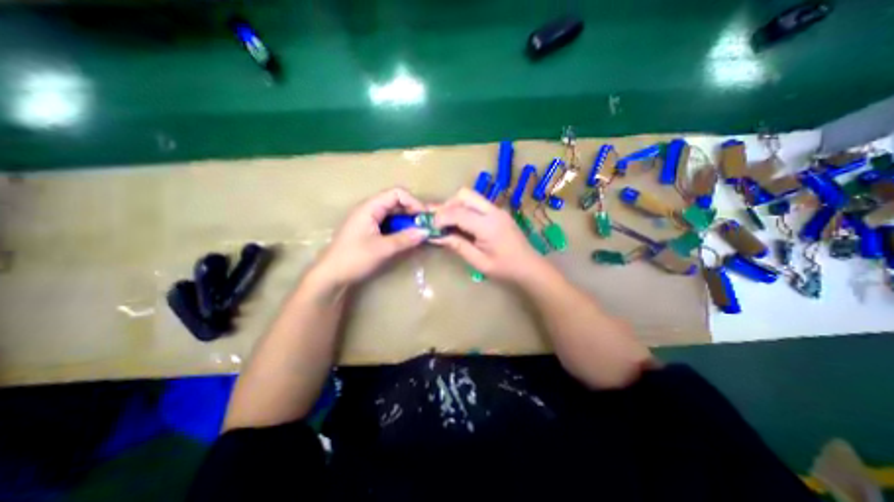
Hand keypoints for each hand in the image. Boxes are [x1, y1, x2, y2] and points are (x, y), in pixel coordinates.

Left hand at [312, 186, 427, 290]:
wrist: (330, 275)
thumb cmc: (354, 258)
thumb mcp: (383, 249)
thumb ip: (405, 238)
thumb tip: (426, 231)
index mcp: (370, 207)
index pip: (396, 193)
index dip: (413, 202)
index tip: (424, 217)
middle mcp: (369, 209)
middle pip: (395, 202)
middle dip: (412, 212)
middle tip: (425, 226)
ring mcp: (368, 220)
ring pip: (393, 214)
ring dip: (407, 221)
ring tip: (418, 233)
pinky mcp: (369, 231)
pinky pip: (388, 224)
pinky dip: (400, 228)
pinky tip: (406, 238)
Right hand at [431, 188, 545, 284]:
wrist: (530, 267)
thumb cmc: (505, 268)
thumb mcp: (479, 262)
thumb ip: (458, 246)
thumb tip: (436, 237)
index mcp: (488, 226)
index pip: (458, 213)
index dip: (440, 217)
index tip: (430, 226)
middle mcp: (493, 211)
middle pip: (464, 194)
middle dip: (448, 205)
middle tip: (439, 221)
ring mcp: (497, 210)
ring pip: (471, 196)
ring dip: (456, 205)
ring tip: (448, 222)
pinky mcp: (498, 212)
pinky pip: (477, 203)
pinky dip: (465, 209)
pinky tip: (461, 223)